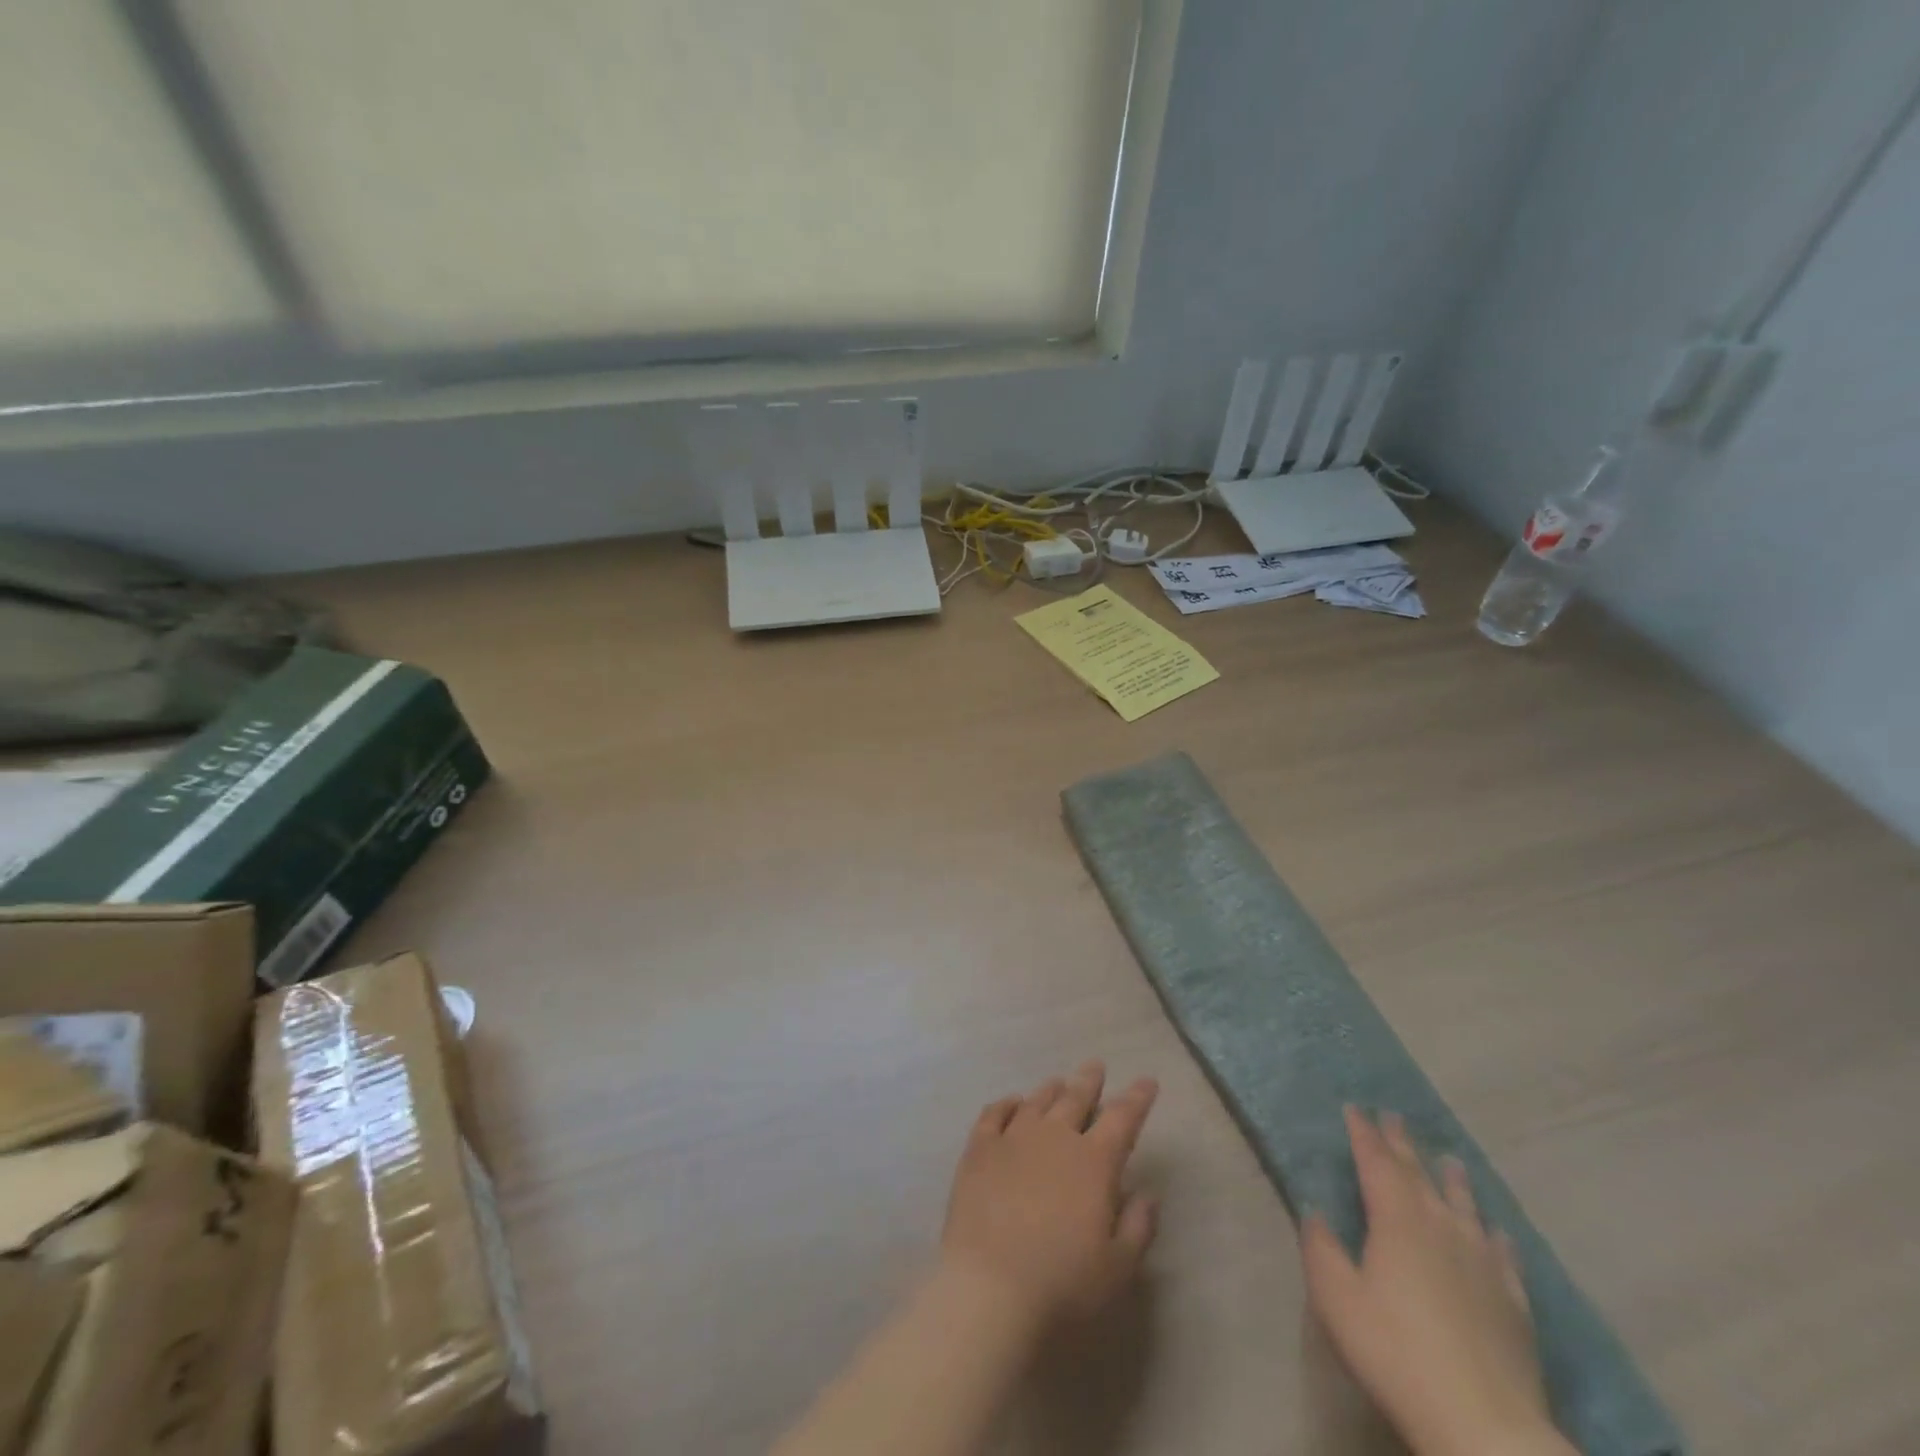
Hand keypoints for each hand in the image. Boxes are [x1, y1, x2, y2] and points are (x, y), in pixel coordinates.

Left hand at [941, 1060, 1159, 1331]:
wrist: (991, 1285)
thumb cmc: (1062, 1282)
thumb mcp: (1117, 1267)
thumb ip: (1137, 1226)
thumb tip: (1147, 1193)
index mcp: (1094, 1162)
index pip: (1123, 1119)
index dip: (1137, 1099)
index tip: (1147, 1081)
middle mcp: (1055, 1137)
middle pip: (1076, 1098)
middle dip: (1089, 1081)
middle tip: (1096, 1066)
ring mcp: (1014, 1138)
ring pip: (1037, 1101)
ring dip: (1051, 1090)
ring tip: (1058, 1082)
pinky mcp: (980, 1149)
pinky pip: (993, 1114)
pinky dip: (1005, 1104)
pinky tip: (1011, 1103)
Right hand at [1301, 1107, 1573, 1455]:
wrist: (1484, 1424)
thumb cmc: (1395, 1351)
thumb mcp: (1337, 1299)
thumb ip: (1321, 1248)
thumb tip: (1313, 1210)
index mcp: (1396, 1219)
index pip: (1376, 1163)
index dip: (1363, 1134)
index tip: (1354, 1108)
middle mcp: (1440, 1226)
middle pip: (1418, 1174)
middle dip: (1402, 1144)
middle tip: (1393, 1116)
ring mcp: (1481, 1261)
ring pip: (1464, 1205)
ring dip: (1452, 1179)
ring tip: (1450, 1158)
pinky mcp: (1513, 1299)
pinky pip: (1503, 1253)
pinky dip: (1494, 1233)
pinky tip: (1496, 1230)